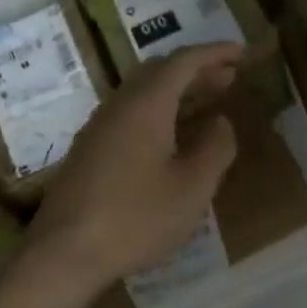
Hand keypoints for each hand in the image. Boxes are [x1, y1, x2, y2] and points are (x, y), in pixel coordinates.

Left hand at [24, 44, 240, 296]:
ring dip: (176, 92)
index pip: (183, 62)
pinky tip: (170, 138)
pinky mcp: (88, 153)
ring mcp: (98, 129)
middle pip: (158, 73)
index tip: (241, 53)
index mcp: (146, 106)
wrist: (64, 254)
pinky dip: (158, 113)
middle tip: (228, 78)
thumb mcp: (192, 188)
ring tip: (205, 104)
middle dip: (196, 71)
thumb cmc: (137, 218)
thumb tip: (221, 123)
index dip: (215, 53)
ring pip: (141, 94)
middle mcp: (118, 107)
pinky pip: (129, 115)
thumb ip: (215, 149)